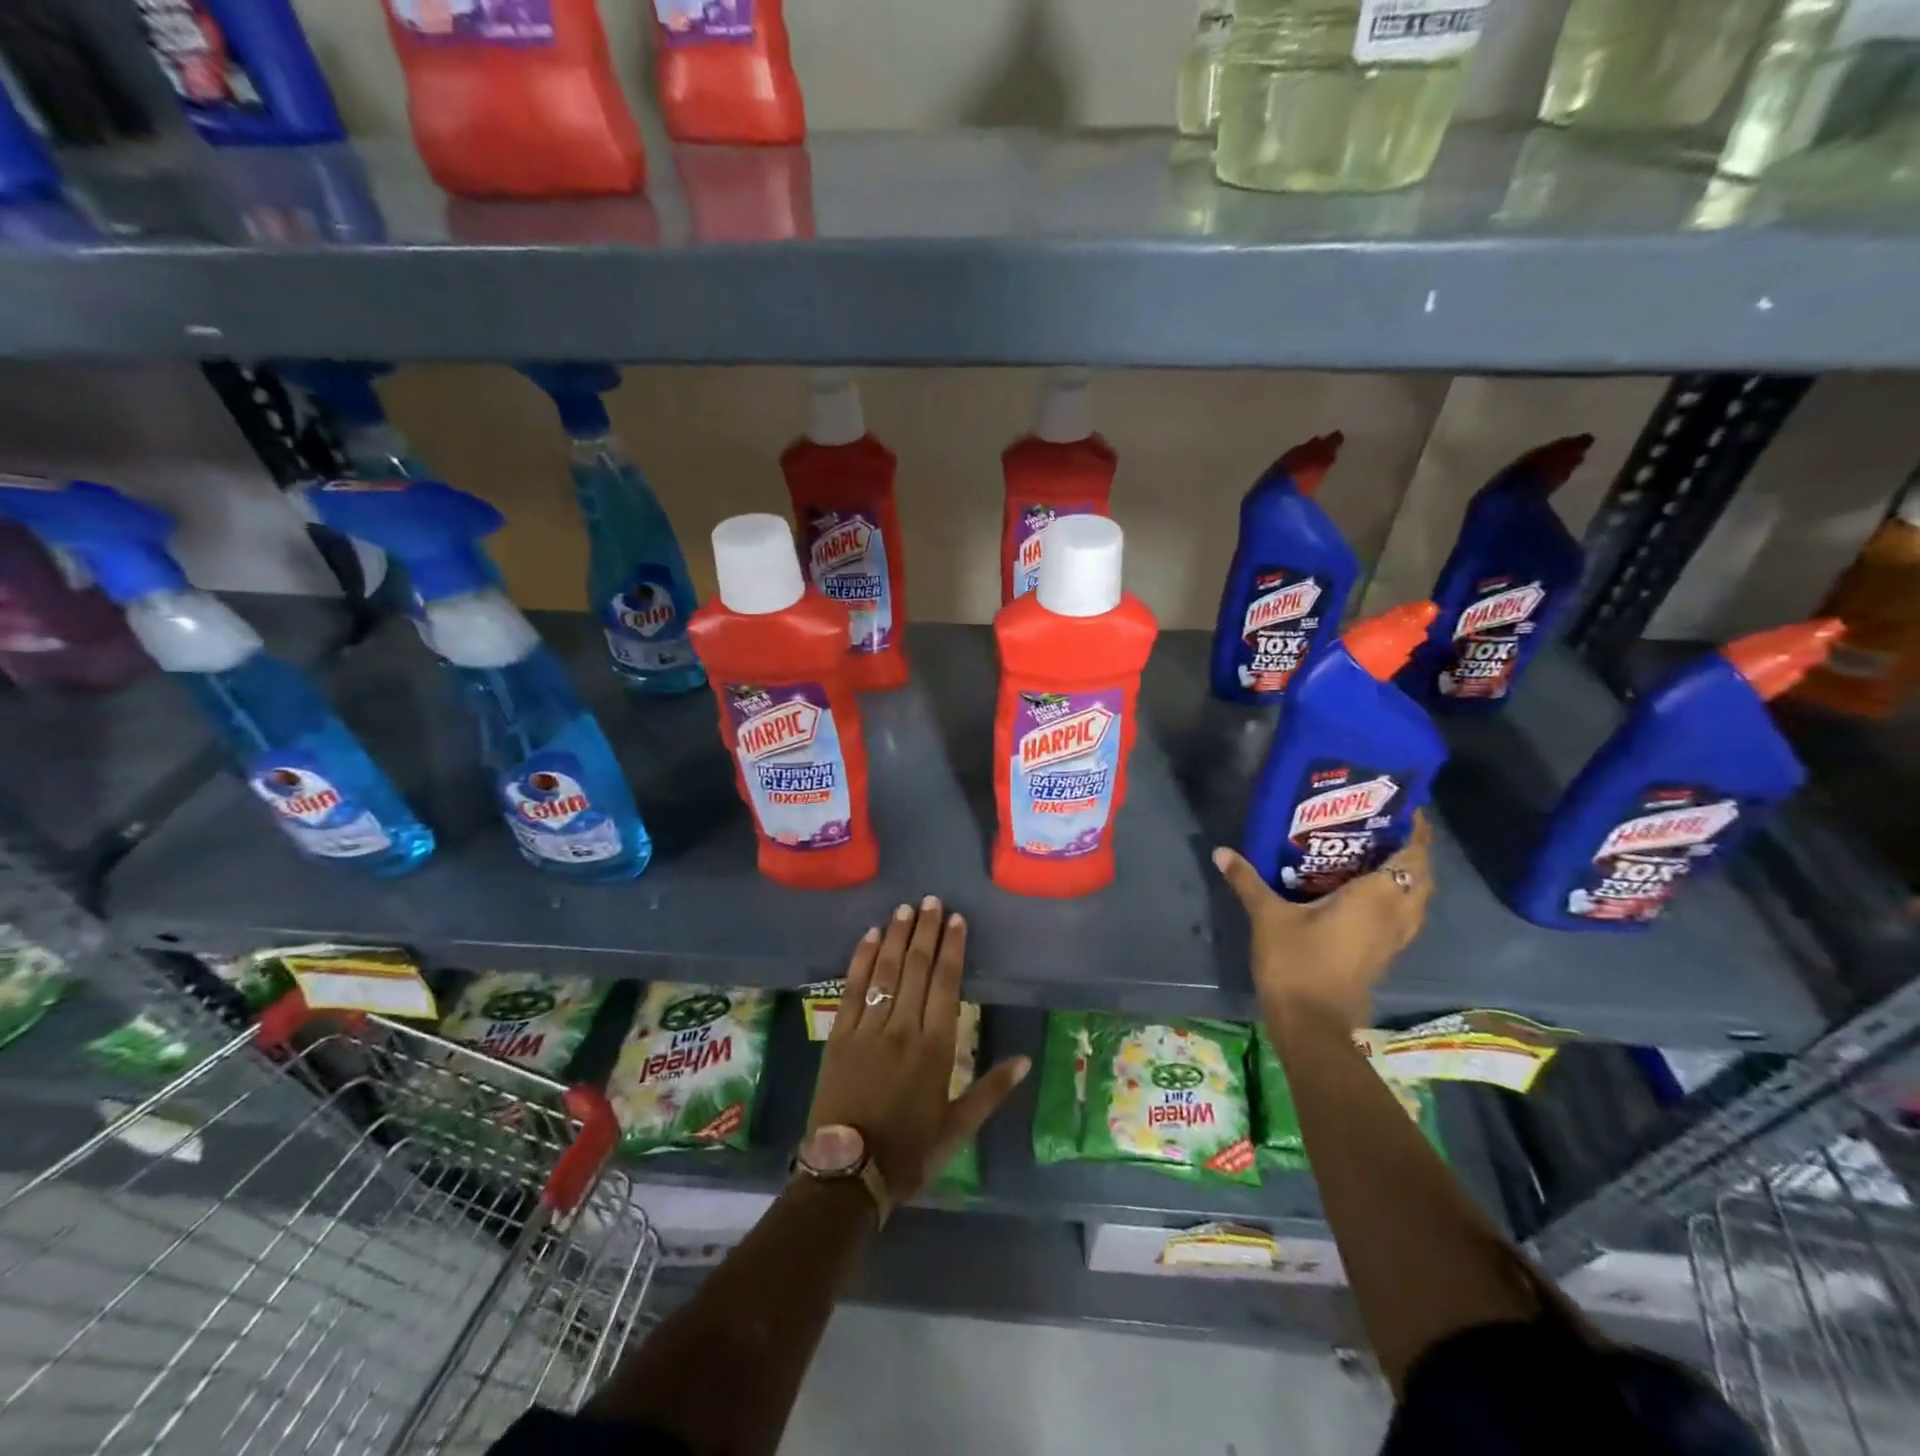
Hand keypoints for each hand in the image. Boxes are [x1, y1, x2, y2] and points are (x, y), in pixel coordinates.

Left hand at [808, 896, 1030, 1202]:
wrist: (847, 1174)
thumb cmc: (909, 1152)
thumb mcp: (958, 1128)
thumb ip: (991, 1090)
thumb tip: (1024, 1060)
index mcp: (936, 1048)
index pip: (946, 984)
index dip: (952, 948)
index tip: (956, 920)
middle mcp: (903, 1028)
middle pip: (917, 968)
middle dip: (925, 931)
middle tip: (931, 900)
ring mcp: (868, 1028)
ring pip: (886, 971)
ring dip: (897, 937)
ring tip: (905, 909)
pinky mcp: (840, 1034)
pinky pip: (853, 988)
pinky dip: (862, 959)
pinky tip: (870, 936)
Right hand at [1212, 813, 1434, 1031]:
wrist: (1312, 1023)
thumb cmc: (1296, 963)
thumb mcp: (1268, 916)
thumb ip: (1248, 881)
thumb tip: (1221, 851)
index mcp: (1376, 898)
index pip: (1413, 856)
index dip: (1416, 830)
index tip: (1402, 807)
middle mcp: (1395, 915)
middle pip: (1422, 876)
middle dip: (1412, 848)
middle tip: (1383, 826)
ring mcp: (1393, 938)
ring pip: (1417, 899)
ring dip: (1407, 875)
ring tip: (1377, 852)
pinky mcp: (1384, 954)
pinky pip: (1403, 915)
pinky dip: (1396, 896)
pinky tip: (1366, 890)